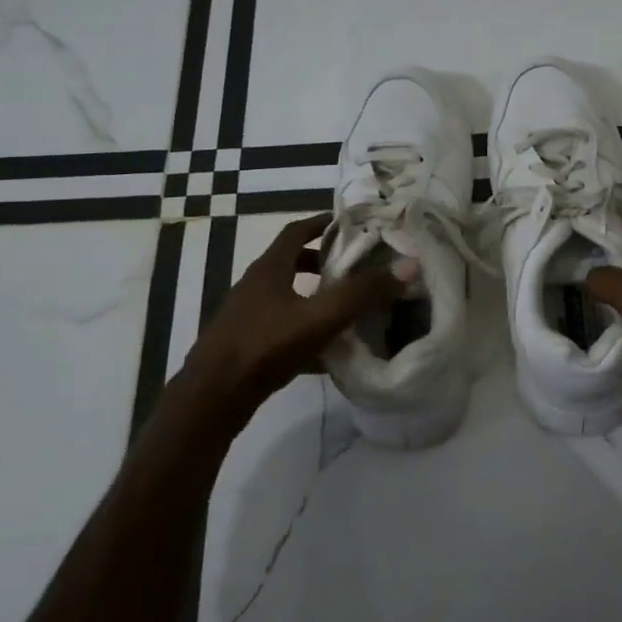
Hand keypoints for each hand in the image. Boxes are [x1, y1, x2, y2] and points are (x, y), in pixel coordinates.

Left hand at [184, 214, 411, 406]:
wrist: (213, 398)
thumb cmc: (265, 345)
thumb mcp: (320, 316)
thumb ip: (363, 292)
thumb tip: (409, 265)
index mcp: (269, 268)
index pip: (296, 231)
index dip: (322, 223)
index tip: (349, 225)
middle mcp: (256, 286)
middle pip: (291, 263)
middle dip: (323, 262)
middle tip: (356, 268)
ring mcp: (249, 317)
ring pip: (288, 298)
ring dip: (315, 298)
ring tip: (349, 309)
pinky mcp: (247, 346)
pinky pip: (284, 330)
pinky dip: (307, 333)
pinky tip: (331, 354)